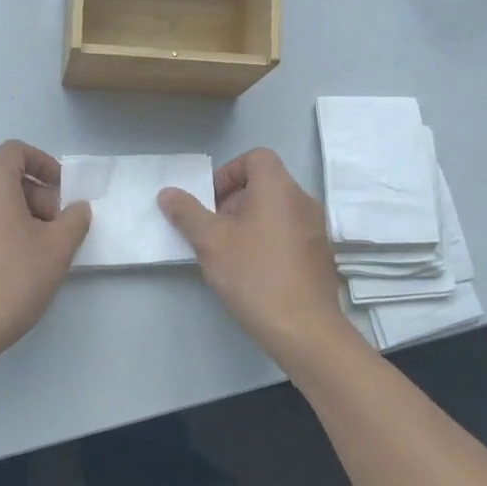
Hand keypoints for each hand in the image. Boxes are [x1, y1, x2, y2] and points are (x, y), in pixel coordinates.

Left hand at [0, 141, 91, 358]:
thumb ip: (74, 219)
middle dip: (36, 193)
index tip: (63, 191)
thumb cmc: (14, 277)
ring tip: (40, 245)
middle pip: (3, 174)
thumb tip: (77, 208)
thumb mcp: (58, 247)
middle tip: (56, 224)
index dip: (44, 164)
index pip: (16, 151)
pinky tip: (15, 261)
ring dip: (18, 211)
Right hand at [158, 148, 350, 367]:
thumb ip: (187, 213)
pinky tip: (252, 271)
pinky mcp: (319, 255)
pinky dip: (267, 240)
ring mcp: (315, 229)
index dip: (228, 172)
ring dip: (248, 222)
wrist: (304, 328)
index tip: (210, 201)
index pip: (256, 157)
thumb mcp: (211, 242)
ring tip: (228, 253)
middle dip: (233, 201)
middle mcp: (303, 201)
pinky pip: (288, 233)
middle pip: (265, 184)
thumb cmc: (254, 275)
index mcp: (279, 188)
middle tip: (212, 230)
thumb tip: (168, 193)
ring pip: (275, 211)